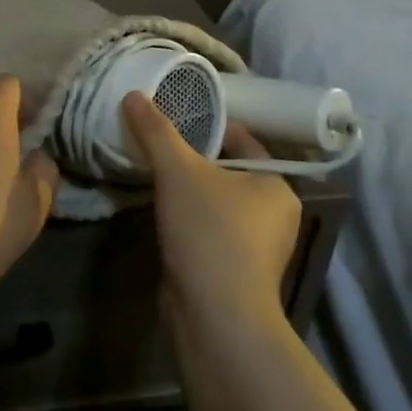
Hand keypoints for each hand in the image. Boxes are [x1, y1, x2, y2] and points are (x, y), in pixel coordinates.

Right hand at [123, 93, 302, 320]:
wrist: (215, 316)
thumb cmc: (209, 231)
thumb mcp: (178, 170)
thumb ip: (155, 130)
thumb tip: (134, 94)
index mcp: (277, 186)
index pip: (242, 140)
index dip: (208, 124)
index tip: (173, 115)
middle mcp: (276, 215)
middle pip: (228, 171)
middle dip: (194, 158)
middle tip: (158, 142)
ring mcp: (257, 248)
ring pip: (217, 202)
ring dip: (189, 190)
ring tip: (154, 173)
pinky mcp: (235, 271)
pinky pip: (209, 229)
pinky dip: (189, 219)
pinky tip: (162, 212)